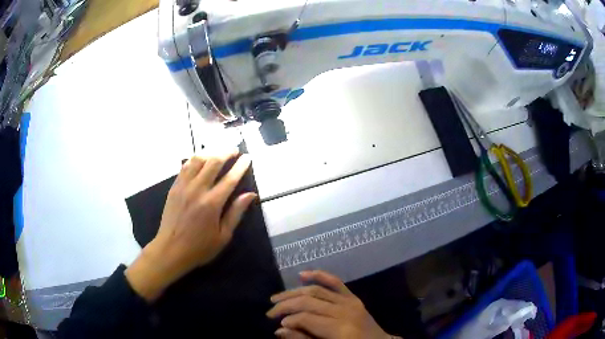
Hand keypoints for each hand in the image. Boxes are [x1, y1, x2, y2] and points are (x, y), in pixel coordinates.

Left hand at [125, 152, 256, 301]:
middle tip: (235, 150)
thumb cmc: (199, 247)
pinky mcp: (174, 187)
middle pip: (213, 162)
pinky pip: (184, 167)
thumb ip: (236, 213)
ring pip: (197, 160)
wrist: (170, 250)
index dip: (241, 166)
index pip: (230, 178)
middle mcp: (197, 190)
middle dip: (226, 153)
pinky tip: (200, 160)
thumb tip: (250, 194)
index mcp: (212, 204)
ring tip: (218, 153)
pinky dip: (194, 160)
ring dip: (210, 153)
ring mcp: (183, 186)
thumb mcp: (223, 236)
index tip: (248, 157)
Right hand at [267, 270, 396, 338]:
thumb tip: (280, 330)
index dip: (288, 319)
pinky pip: (335, 282)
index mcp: (339, 329)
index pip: (306, 318)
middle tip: (270, 311)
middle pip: (308, 302)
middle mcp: (344, 311)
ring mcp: (350, 301)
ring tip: (277, 297)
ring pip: (316, 290)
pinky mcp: (353, 297)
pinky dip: (319, 275)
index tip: (276, 324)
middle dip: (286, 305)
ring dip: (294, 292)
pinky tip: (303, 274)